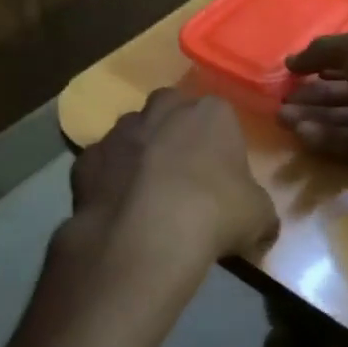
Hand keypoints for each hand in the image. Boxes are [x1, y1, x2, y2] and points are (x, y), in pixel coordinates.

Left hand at [69, 88, 278, 267]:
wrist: (146, 236)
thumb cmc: (215, 214)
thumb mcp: (260, 218)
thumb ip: (261, 214)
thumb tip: (261, 230)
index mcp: (212, 113)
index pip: (221, 115)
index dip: (221, 144)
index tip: (222, 174)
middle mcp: (163, 110)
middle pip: (170, 110)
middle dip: (175, 132)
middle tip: (184, 173)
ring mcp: (120, 132)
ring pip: (132, 133)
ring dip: (140, 152)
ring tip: (148, 193)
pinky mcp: (86, 159)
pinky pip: (101, 164)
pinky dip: (108, 180)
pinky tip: (118, 208)